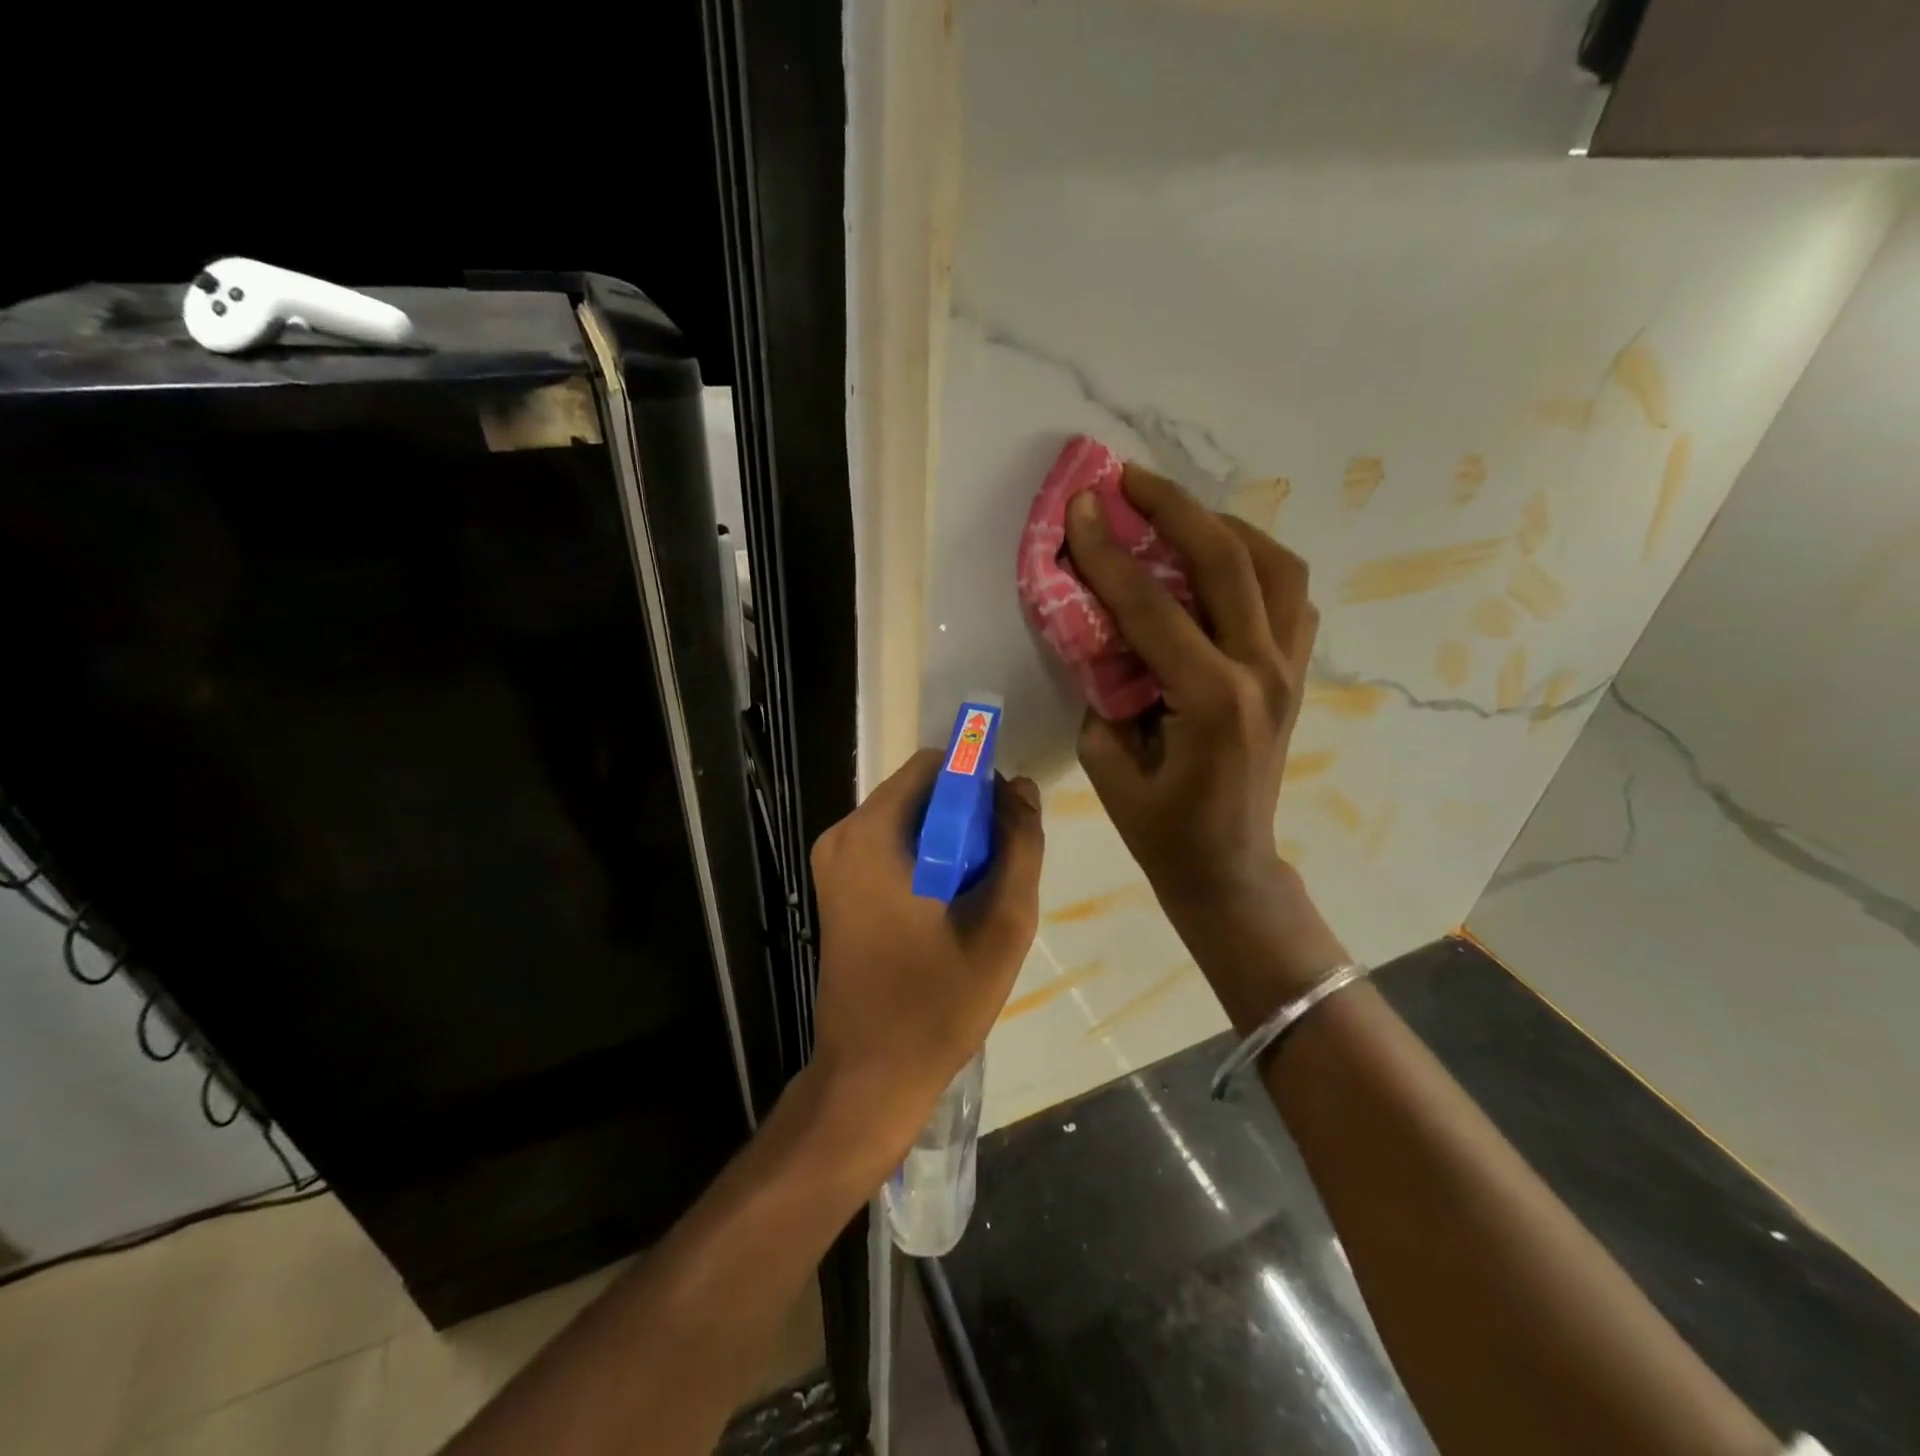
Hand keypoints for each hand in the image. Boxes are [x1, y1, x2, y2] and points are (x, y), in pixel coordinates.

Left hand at [807, 751, 1043, 1157]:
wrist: (869, 1076)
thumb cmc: (936, 1003)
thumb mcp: (1002, 925)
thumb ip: (1020, 847)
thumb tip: (1021, 788)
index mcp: (870, 835)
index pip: (934, 765)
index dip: (979, 783)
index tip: (1007, 826)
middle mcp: (842, 837)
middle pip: (920, 791)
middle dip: (967, 817)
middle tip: (997, 871)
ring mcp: (834, 863)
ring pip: (909, 820)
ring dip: (951, 842)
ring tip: (976, 897)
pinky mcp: (837, 887)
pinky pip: (892, 846)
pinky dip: (927, 860)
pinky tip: (948, 909)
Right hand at [1065, 465, 1342, 1023]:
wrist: (1230, 867)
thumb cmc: (1162, 831)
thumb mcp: (1109, 765)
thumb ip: (1103, 689)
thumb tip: (1101, 633)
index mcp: (1211, 701)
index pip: (1152, 608)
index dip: (1108, 554)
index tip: (1078, 508)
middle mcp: (1262, 672)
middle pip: (1226, 561)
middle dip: (1173, 508)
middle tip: (1128, 479)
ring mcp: (1290, 669)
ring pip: (1275, 565)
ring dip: (1222, 526)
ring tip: (1175, 513)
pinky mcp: (1296, 673)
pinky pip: (1288, 595)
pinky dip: (1255, 563)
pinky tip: (1217, 563)